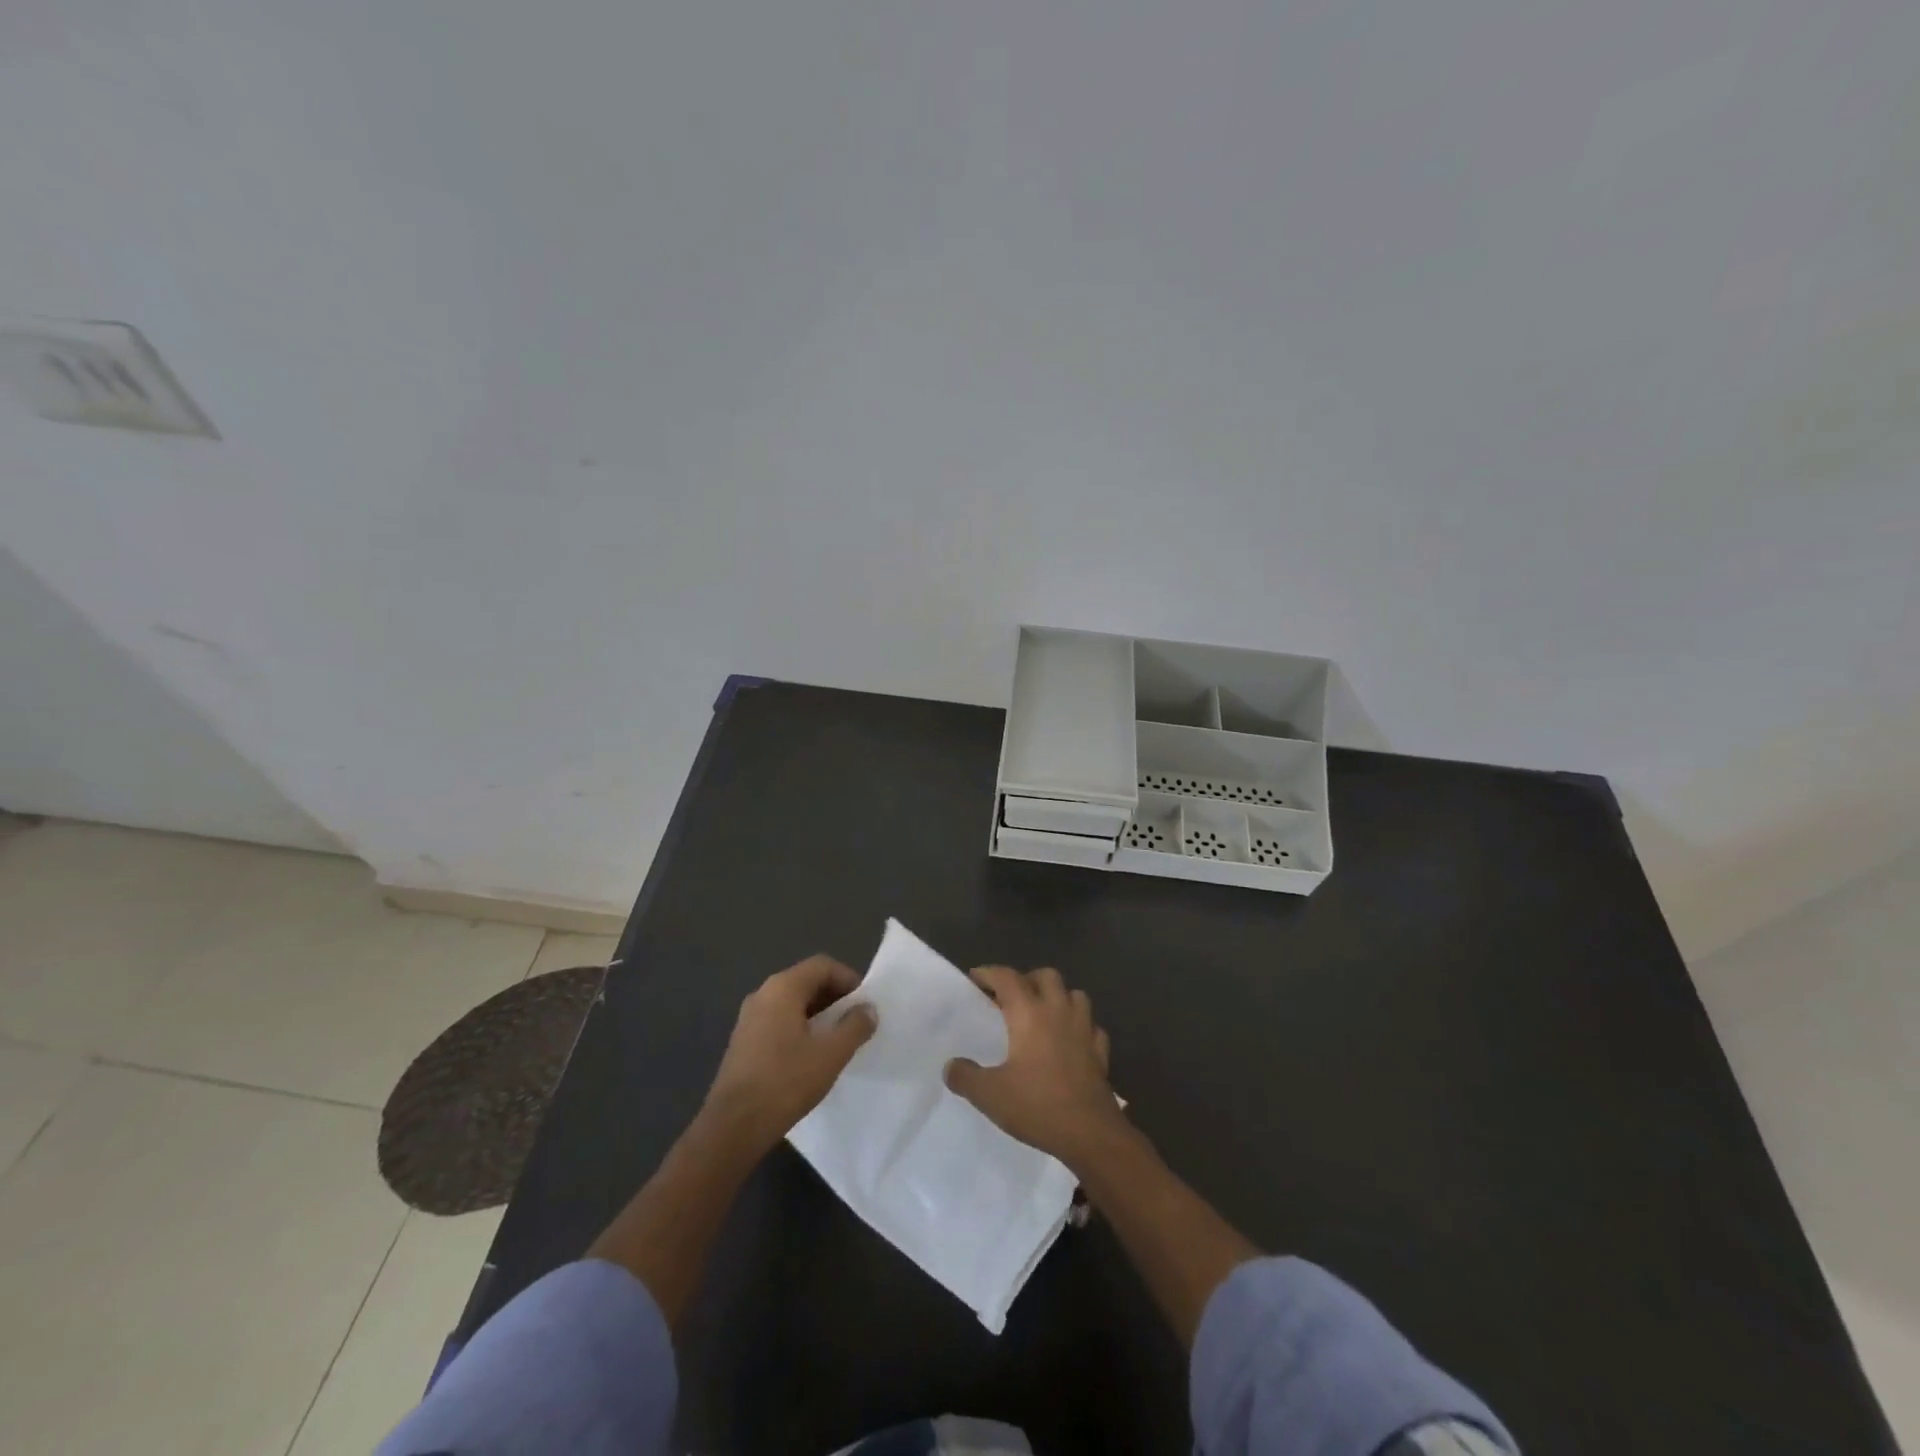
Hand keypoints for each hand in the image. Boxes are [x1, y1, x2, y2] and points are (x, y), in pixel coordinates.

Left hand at [702, 955, 877, 1154]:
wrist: (733, 1126)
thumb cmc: (786, 1082)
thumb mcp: (831, 1054)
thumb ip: (855, 1026)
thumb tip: (868, 1009)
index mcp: (783, 988)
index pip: (822, 965)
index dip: (848, 979)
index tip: (864, 1005)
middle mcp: (762, 994)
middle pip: (806, 981)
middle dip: (834, 997)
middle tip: (854, 1022)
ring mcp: (749, 1018)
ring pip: (791, 1002)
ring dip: (817, 1014)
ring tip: (836, 1040)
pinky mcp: (743, 1041)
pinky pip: (778, 1020)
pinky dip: (799, 1027)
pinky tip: (809, 1056)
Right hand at [945, 966, 1128, 1167]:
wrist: (1091, 1134)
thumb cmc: (1038, 1105)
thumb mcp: (989, 1095)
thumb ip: (966, 1076)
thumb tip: (950, 1065)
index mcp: (1029, 1013)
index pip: (1007, 977)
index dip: (989, 973)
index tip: (975, 978)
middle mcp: (1058, 1011)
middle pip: (1046, 976)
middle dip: (1027, 979)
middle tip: (1010, 998)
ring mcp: (1084, 1029)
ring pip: (1074, 995)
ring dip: (1058, 997)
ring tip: (1042, 1014)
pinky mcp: (1101, 1051)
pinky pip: (1091, 1026)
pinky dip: (1080, 1026)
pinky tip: (1071, 1041)